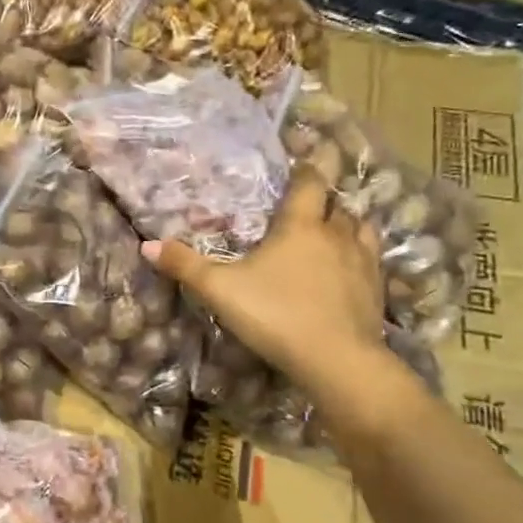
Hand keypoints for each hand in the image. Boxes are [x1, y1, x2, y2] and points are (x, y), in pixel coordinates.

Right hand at [142, 171, 388, 391]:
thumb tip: (146, 245)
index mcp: (300, 226)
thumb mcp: (219, 289)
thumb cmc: (274, 314)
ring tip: (334, 231)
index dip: (304, 171)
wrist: (336, 359)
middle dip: (324, 200)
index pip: (308, 184)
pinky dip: (361, 256)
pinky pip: (372, 260)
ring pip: (361, 228)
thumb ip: (184, 266)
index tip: (300, 164)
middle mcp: (336, 235)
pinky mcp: (376, 290)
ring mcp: (362, 262)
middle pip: (337, 205)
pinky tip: (349, 269)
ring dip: (348, 224)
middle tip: (309, 203)